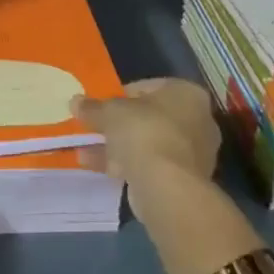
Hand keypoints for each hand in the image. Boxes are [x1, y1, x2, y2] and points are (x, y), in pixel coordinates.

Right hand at [71, 77, 220, 212]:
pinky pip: (151, 165)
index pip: (149, 86)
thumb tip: (75, 102)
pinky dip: (128, 165)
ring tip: (86, 152)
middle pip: (149, 117)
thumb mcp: (110, 112)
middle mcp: (197, 120)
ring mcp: (194, 152)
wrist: (167, 186)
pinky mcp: (185, 179)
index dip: (121, 95)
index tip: (101, 106)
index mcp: (187, 93)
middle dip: (119, 125)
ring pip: (148, 143)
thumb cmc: (144, 132)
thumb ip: (93, 107)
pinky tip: (100, 169)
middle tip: (95, 129)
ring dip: (118, 147)